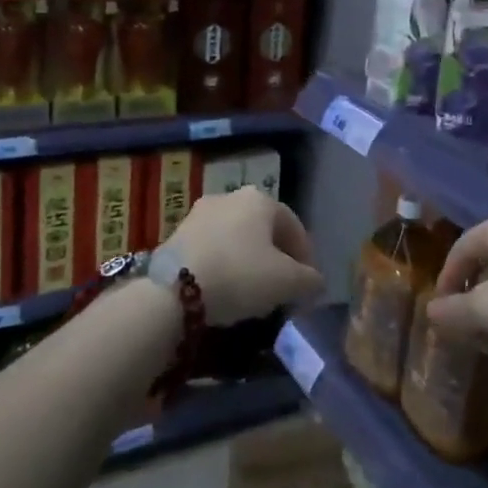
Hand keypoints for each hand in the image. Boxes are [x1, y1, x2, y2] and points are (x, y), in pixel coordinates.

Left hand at [162, 186, 323, 325]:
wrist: (173, 290)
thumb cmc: (240, 275)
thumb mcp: (287, 282)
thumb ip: (310, 280)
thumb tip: (315, 282)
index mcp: (261, 200)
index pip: (295, 227)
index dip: (306, 258)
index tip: (307, 285)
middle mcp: (231, 196)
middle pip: (264, 231)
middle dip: (276, 258)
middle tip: (282, 288)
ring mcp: (200, 213)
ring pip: (237, 238)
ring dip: (249, 261)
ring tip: (252, 292)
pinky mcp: (177, 234)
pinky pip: (213, 248)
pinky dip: (224, 265)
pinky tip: (224, 289)